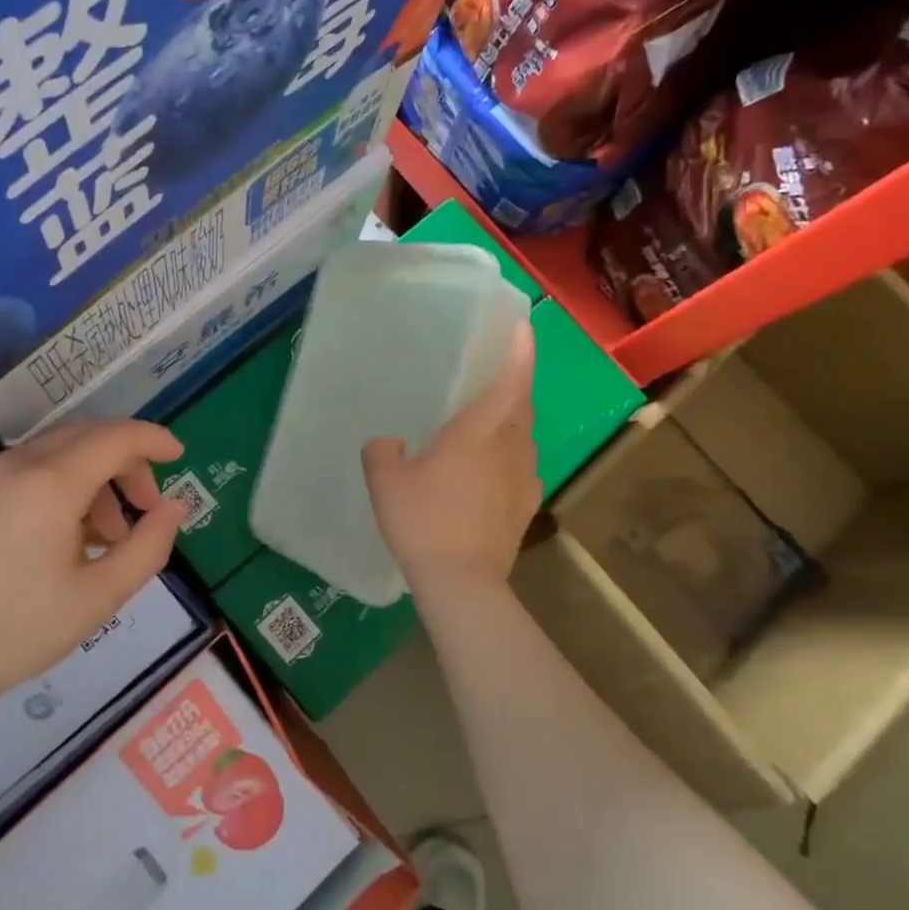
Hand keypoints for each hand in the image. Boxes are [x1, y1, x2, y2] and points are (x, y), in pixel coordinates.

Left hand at [0, 420, 183, 715]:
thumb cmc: (17, 632)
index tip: (180, 455)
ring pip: (56, 452)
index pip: (114, 438)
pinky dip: (61, 485)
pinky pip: (27, 471)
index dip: (153, 440)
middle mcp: (13, 465)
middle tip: (146, 508)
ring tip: (107, 535)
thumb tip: (173, 507)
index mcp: (47, 484)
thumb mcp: (99, 597)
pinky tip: (64, 536)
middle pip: (86, 437)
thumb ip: (148, 546)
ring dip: (94, 477)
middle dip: (126, 463)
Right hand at [363, 321, 539, 599]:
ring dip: (511, 421)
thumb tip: (389, 442)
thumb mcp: (386, 481)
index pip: (509, 380)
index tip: (523, 326)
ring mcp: (525, 479)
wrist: (463, 583)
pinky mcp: (526, 506)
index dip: (519, 351)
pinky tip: (486, 470)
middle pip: (521, 405)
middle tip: (494, 371)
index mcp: (481, 431)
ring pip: (524, 437)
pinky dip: (508, 456)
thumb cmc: (424, 521)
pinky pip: (521, 466)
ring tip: (486, 421)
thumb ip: (383, 451)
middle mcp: (511, 448)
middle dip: (514, 384)